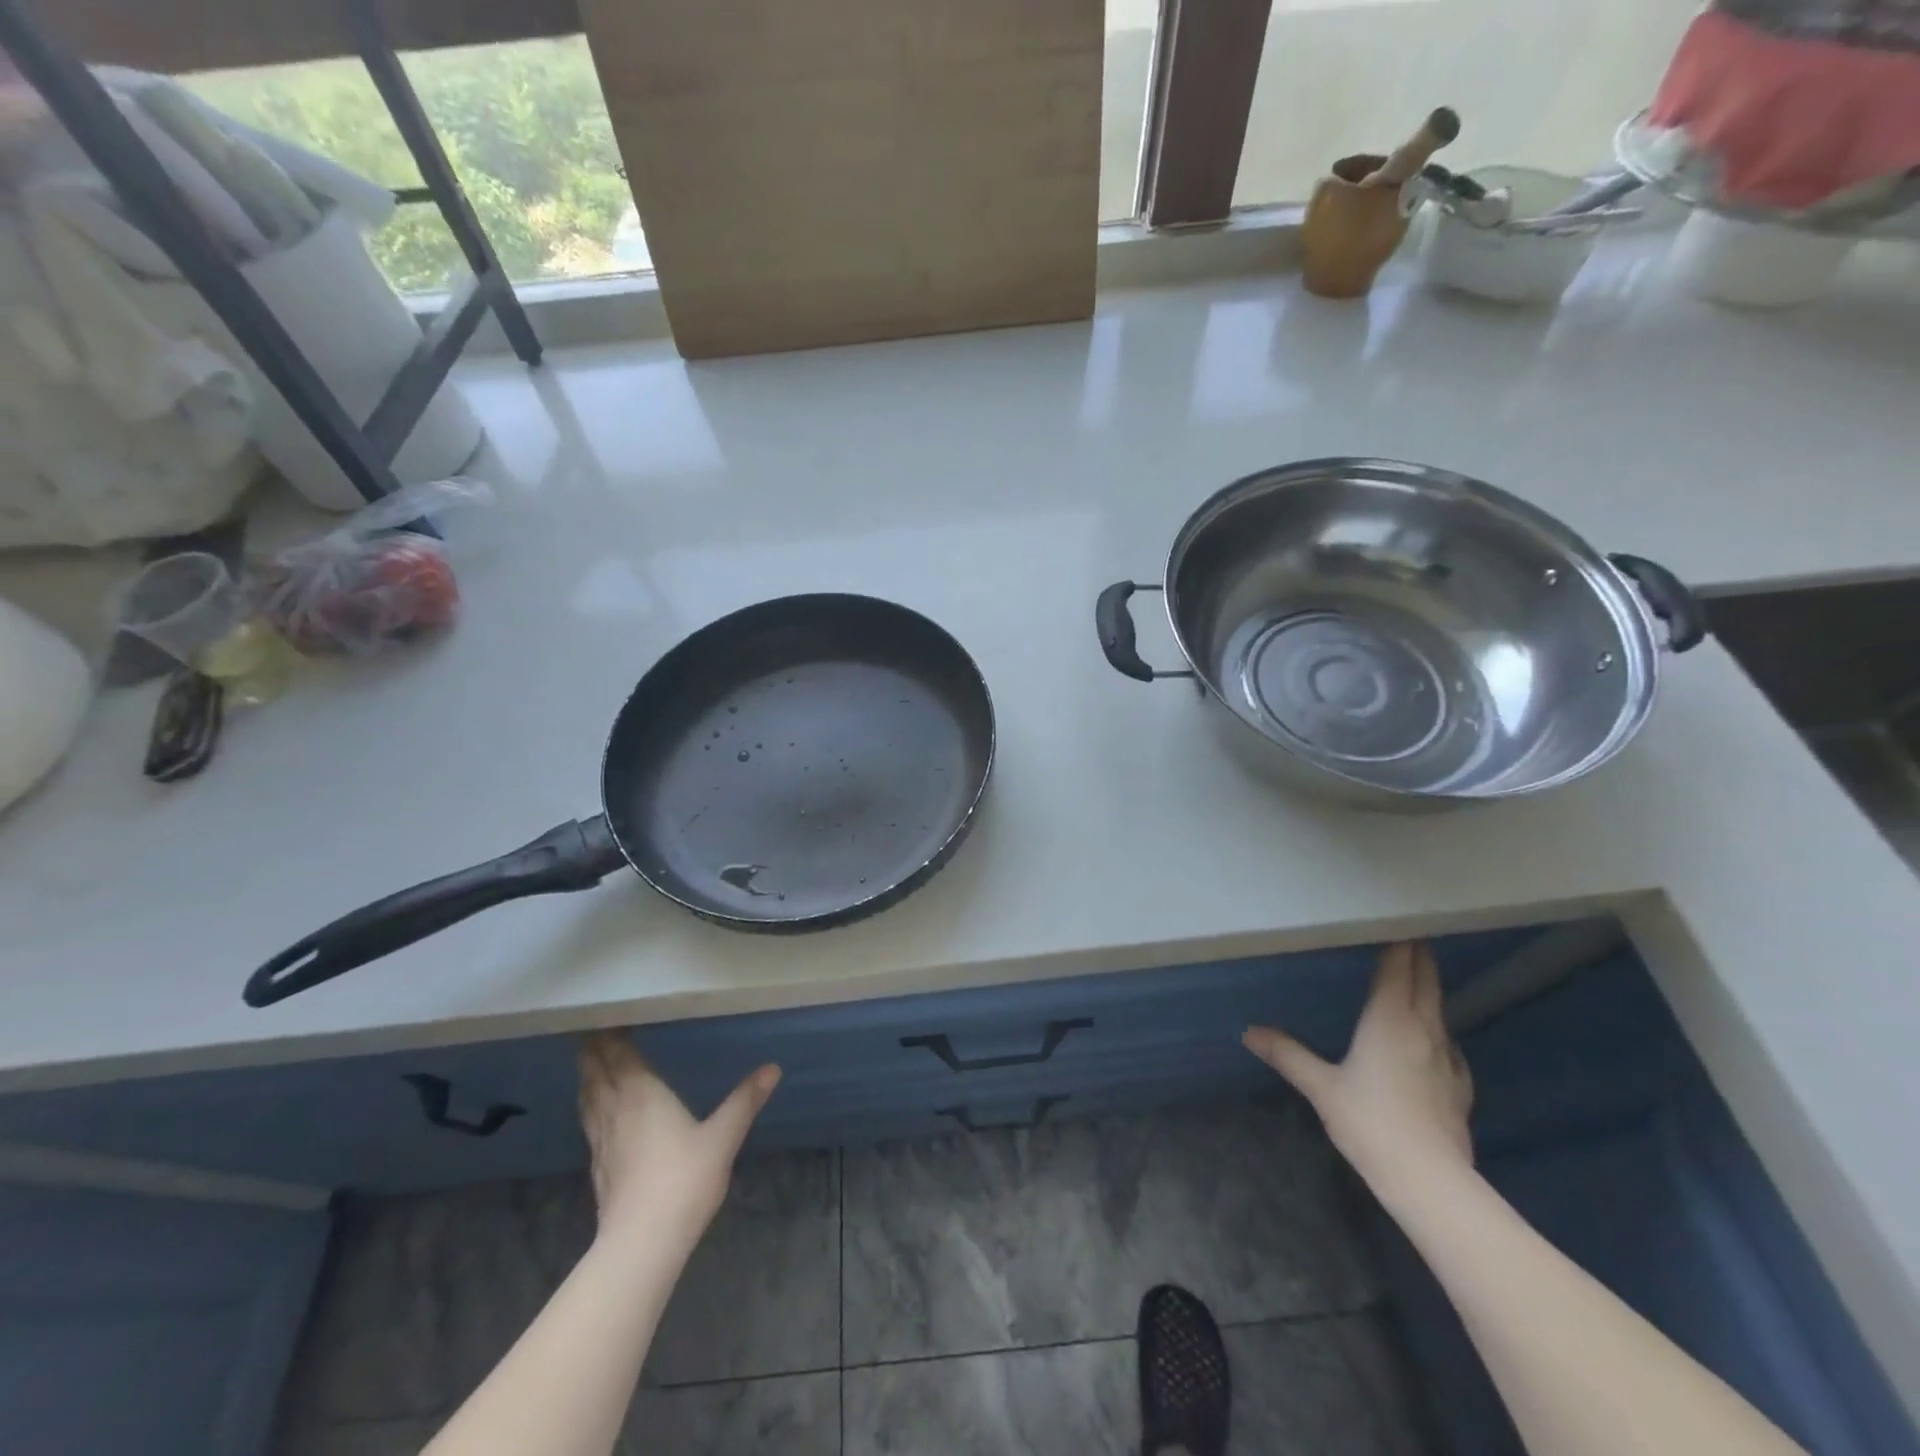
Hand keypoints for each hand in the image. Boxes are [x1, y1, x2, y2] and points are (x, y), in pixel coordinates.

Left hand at [577, 1033, 780, 1262]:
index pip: (619, 1057)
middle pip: (597, 1074)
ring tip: (589, 1064)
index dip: (610, 1037)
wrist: (642, 1243)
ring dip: (588, 1078)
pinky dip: (590, 1107)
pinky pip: (590, 1123)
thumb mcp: (723, 1137)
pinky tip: (597, 1114)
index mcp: (642, 1095)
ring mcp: (602, 1141)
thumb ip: (744, 1101)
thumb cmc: (684, 1180)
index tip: (602, 1018)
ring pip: (589, 1099)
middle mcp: (616, 1111)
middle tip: (590, 1032)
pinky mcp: (599, 1168)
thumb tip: (772, 1067)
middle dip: (593, 1052)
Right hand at [1243, 941, 1472, 1195]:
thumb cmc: (1370, 1122)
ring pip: (1439, 1008)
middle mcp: (1424, 1027)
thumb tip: (1249, 1032)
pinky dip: (1436, 1027)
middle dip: (1417, 955)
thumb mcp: (1321, 1087)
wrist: (1431, 1181)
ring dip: (1427, 988)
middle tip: (1407, 934)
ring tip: (1413, 979)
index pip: (1399, 966)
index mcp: (1390, 1018)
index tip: (1398, 918)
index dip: (1399, 940)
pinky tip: (1428, 1039)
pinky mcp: (1460, 1084)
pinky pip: (1448, 1041)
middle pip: (1425, 979)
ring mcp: (1448, 1056)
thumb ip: (1287, 1054)